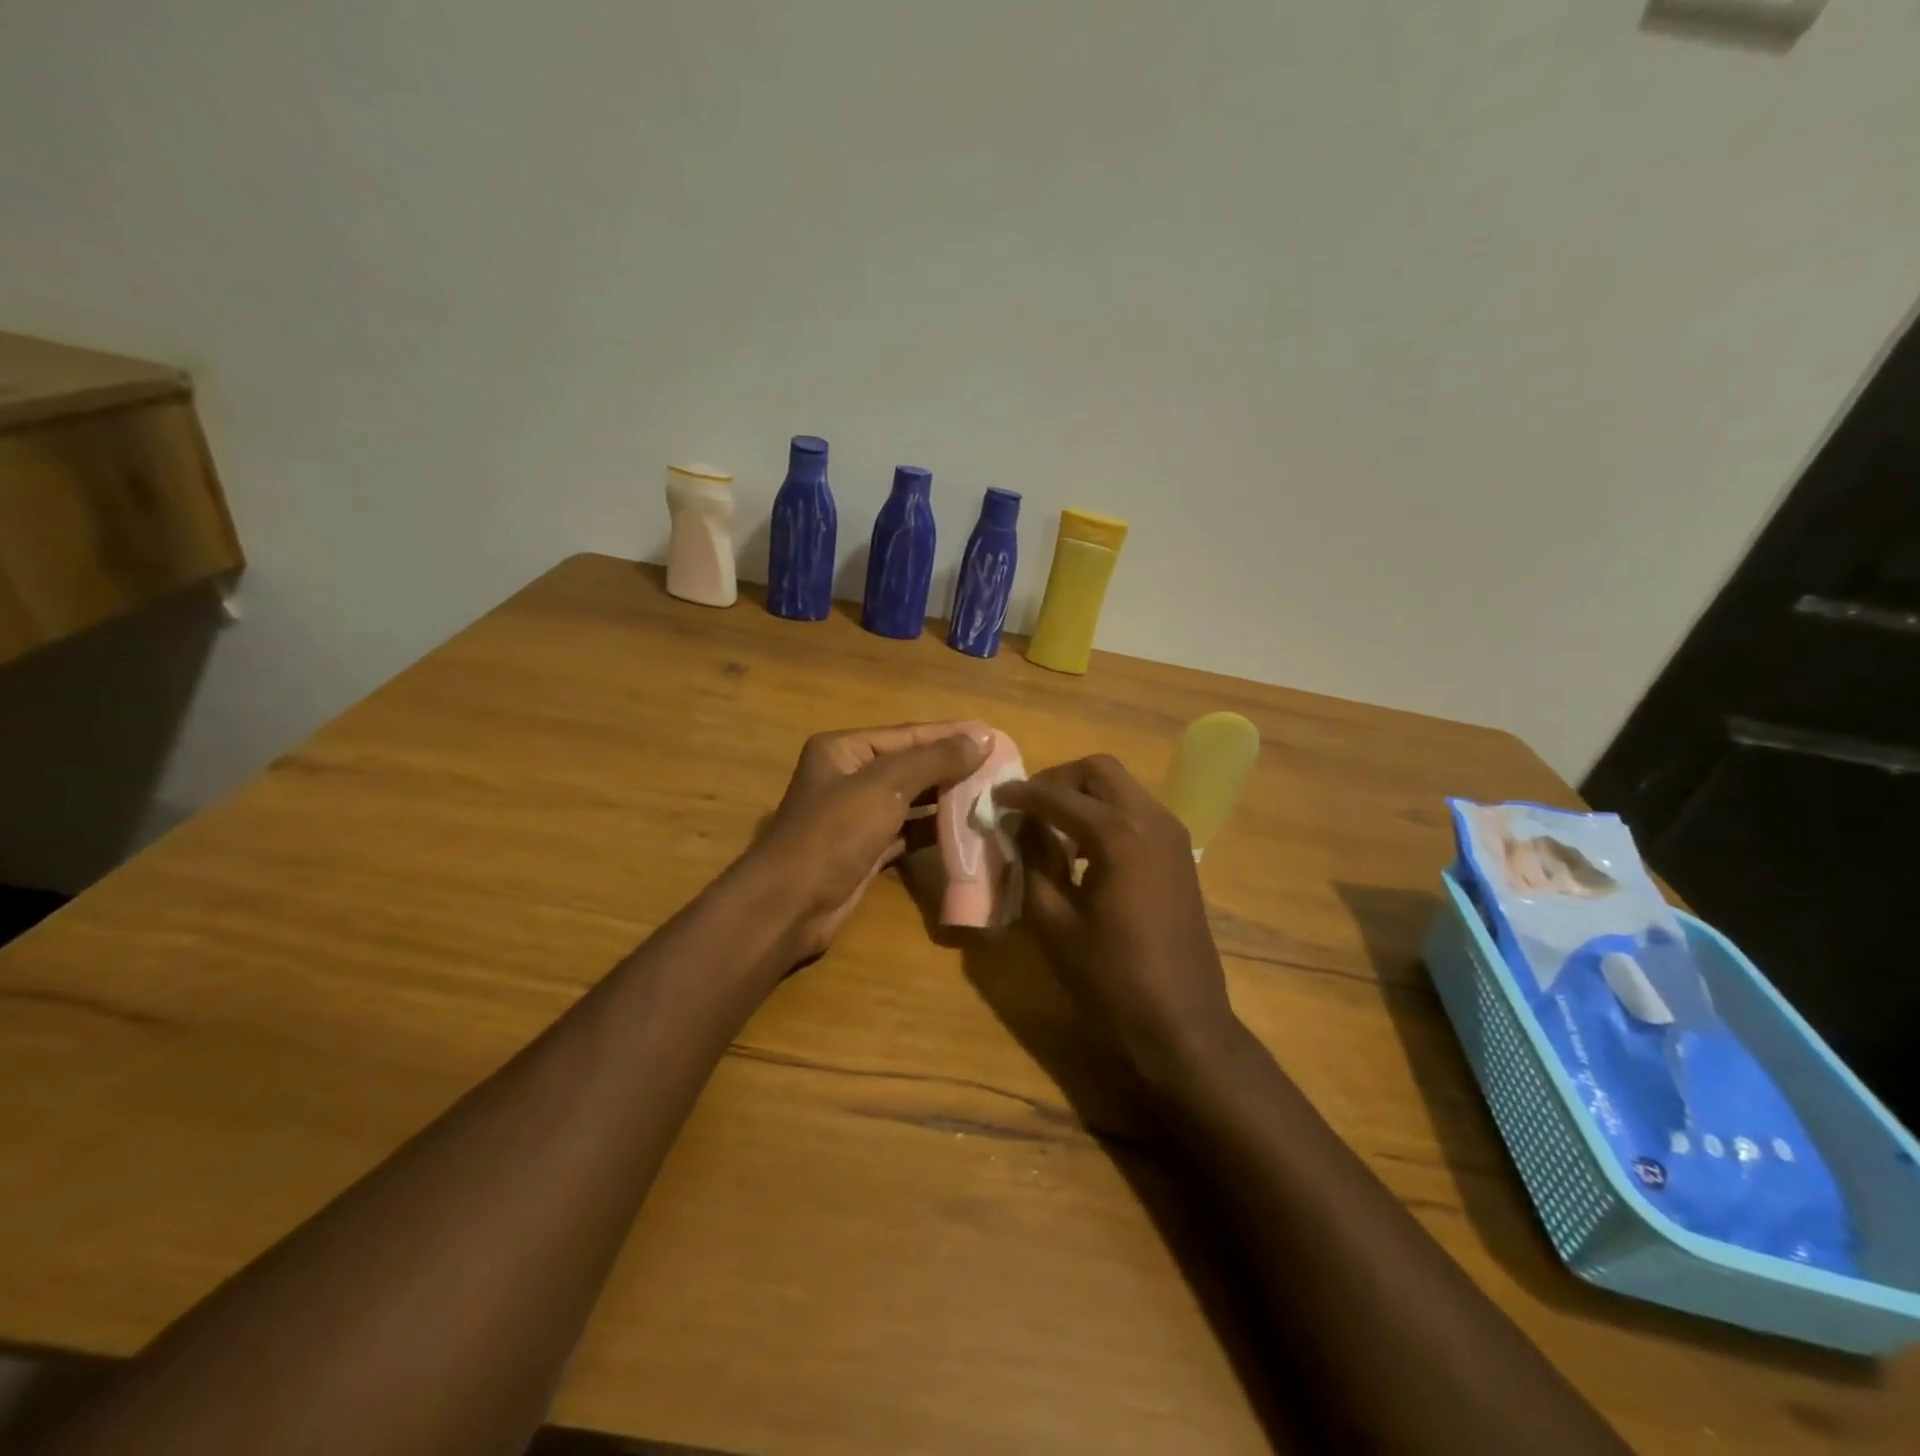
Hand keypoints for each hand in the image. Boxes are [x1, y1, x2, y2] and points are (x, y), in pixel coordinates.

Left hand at [746, 723, 990, 961]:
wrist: (790, 905)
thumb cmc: (834, 833)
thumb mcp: (885, 786)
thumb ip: (935, 760)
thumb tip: (982, 737)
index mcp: (845, 750)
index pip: (908, 735)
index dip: (951, 735)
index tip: (993, 737)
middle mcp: (849, 777)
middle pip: (910, 766)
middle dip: (952, 768)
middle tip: (1000, 768)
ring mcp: (857, 817)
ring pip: (911, 801)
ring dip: (947, 799)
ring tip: (990, 796)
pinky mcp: (866, 851)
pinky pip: (907, 832)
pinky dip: (934, 830)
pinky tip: (966, 829)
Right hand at [997, 756, 1237, 1086]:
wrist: (1182, 1022)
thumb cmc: (1110, 978)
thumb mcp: (1054, 921)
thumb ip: (1033, 861)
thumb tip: (1019, 825)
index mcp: (1119, 835)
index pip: (1059, 796)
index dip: (1021, 794)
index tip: (994, 797)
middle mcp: (1151, 820)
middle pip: (1099, 770)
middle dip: (1058, 780)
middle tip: (1027, 807)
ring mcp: (1172, 834)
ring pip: (1121, 787)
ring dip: (1083, 795)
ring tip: (1050, 826)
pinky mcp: (1180, 852)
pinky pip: (1136, 810)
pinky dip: (1106, 813)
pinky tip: (1083, 848)